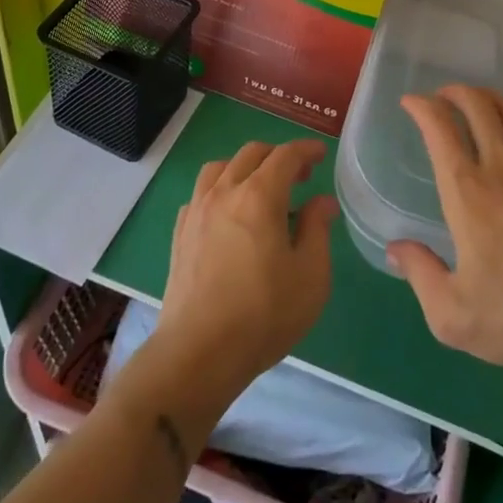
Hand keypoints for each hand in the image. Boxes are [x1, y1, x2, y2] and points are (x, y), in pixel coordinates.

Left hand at [153, 140, 337, 397]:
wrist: (199, 352)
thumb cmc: (264, 313)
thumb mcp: (310, 275)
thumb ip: (317, 229)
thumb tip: (322, 202)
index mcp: (259, 196)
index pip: (285, 155)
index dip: (306, 150)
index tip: (320, 155)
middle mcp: (224, 192)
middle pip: (251, 154)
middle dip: (278, 156)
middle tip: (299, 176)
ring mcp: (197, 211)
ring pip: (220, 167)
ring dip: (245, 167)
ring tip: (260, 189)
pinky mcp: (180, 233)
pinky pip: (201, 193)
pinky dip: (220, 190)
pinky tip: (229, 214)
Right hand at [390, 85, 502, 373]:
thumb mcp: (452, 314)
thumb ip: (419, 274)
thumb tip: (395, 249)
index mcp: (468, 192)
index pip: (440, 128)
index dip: (421, 107)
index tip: (411, 103)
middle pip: (478, 105)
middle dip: (455, 92)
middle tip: (443, 98)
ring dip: (491, 97)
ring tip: (480, 103)